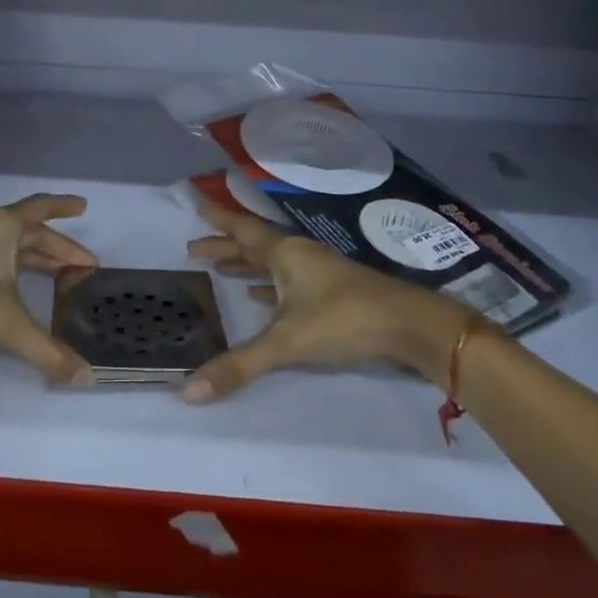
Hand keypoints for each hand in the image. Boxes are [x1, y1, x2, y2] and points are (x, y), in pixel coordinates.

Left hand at [0, 194, 97, 384]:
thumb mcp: (4, 321)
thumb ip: (45, 349)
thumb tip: (86, 377)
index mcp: (4, 227)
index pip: (42, 208)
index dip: (64, 207)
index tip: (84, 206)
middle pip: (32, 234)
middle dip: (59, 248)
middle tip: (85, 265)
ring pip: (12, 249)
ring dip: (38, 260)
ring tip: (61, 277)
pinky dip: (16, 274)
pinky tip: (18, 292)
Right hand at [181, 200, 472, 402]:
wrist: (409, 325)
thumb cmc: (344, 320)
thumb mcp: (287, 342)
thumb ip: (239, 365)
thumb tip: (188, 392)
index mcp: (285, 254)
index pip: (243, 230)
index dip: (219, 221)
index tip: (197, 205)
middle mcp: (299, 256)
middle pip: (254, 246)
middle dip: (225, 247)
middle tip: (194, 249)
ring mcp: (318, 274)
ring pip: (272, 263)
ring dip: (246, 265)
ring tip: (221, 270)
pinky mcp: (332, 293)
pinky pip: (288, 282)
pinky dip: (269, 286)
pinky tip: (260, 297)